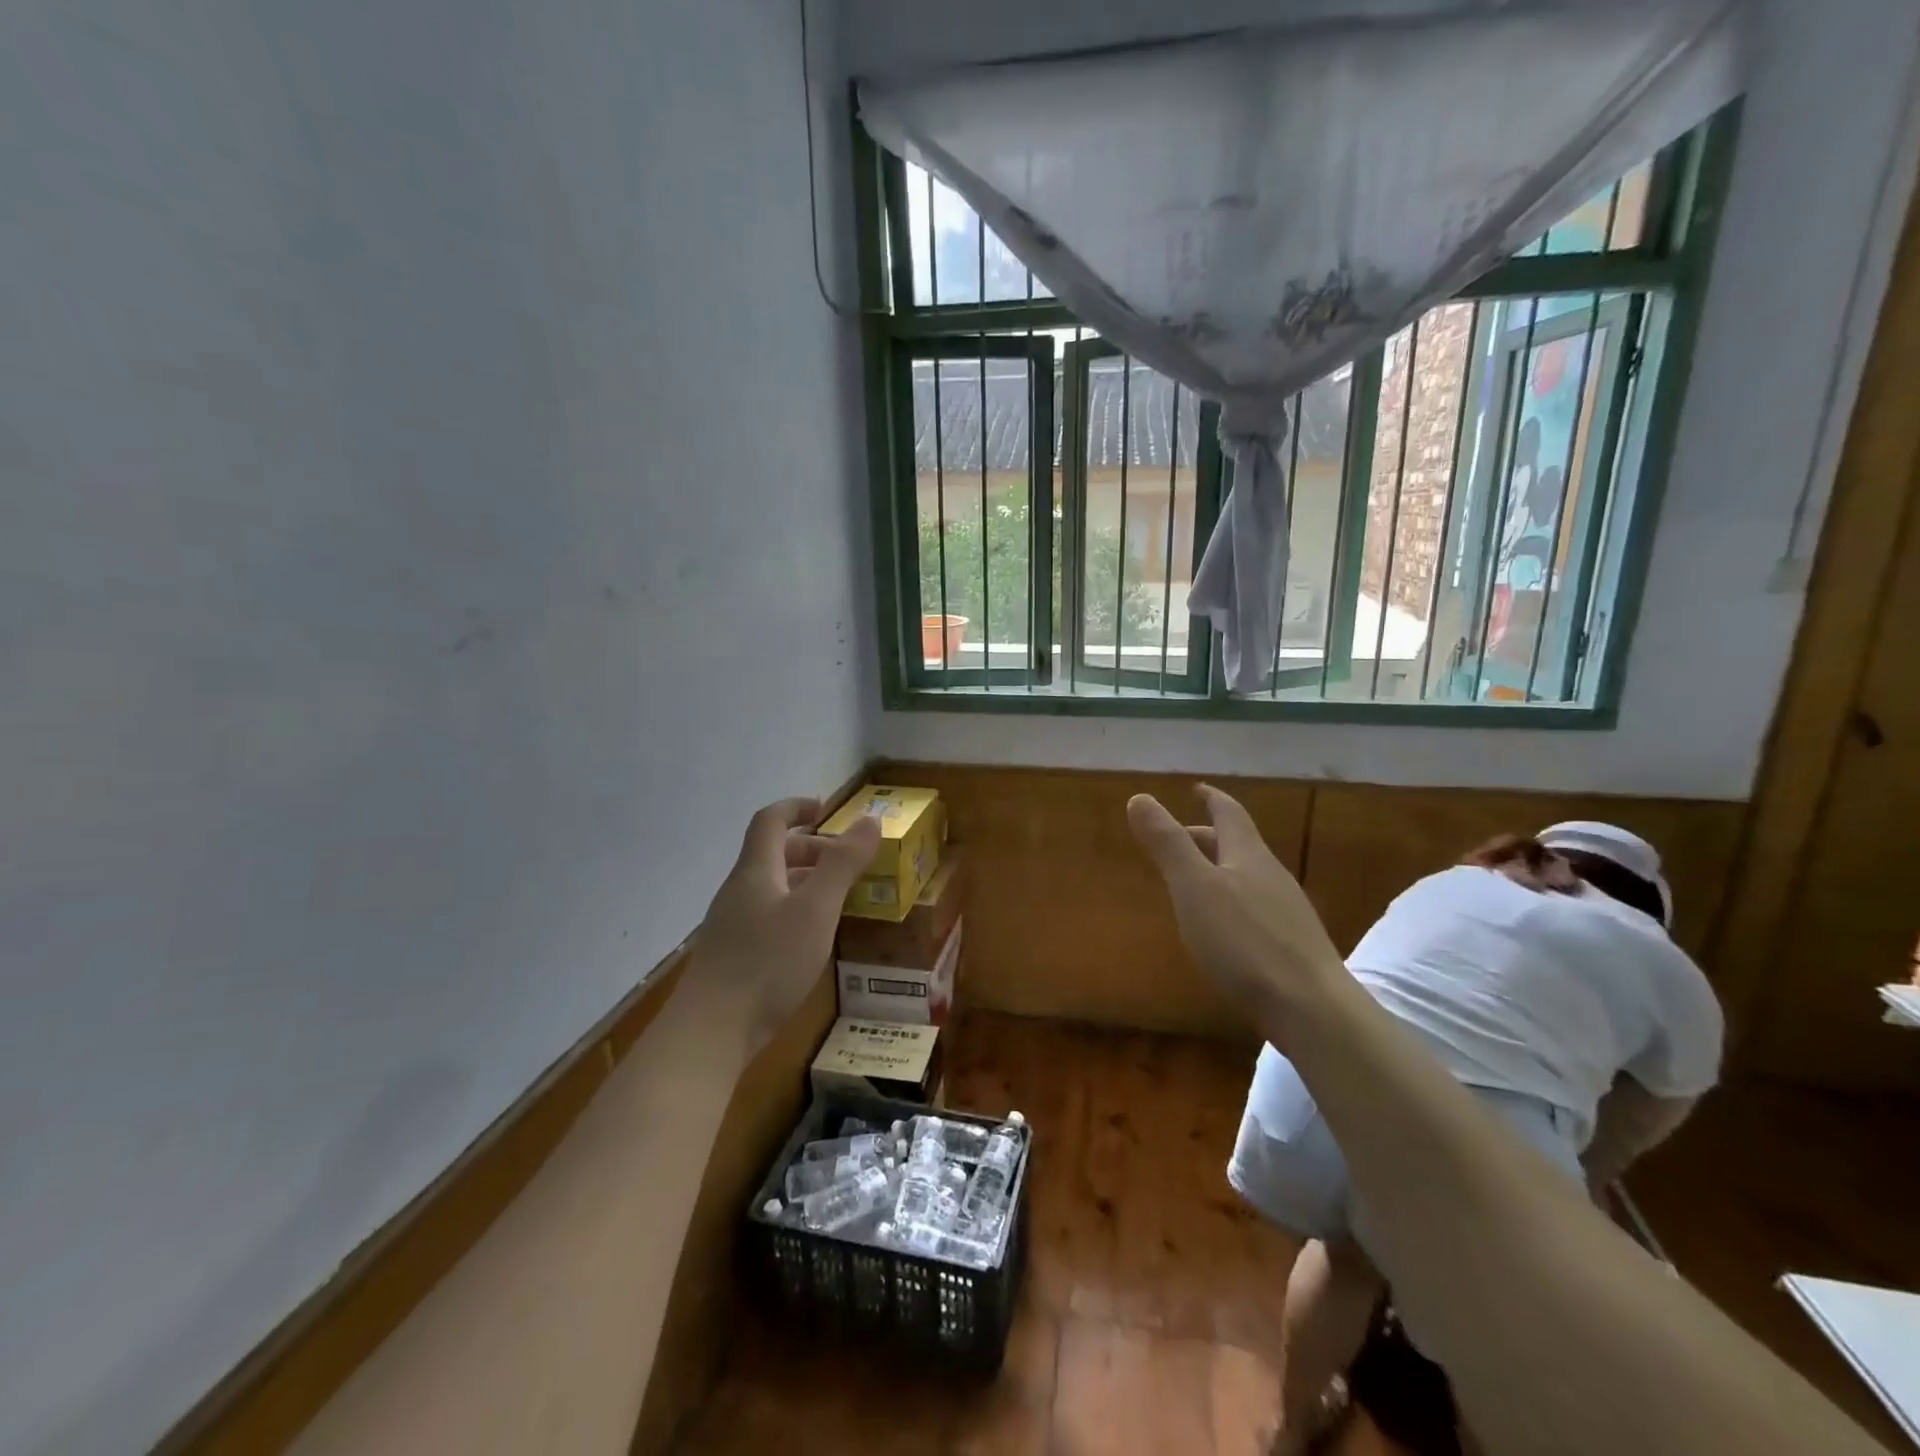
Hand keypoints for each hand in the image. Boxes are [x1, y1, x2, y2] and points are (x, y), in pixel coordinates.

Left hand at [684, 797, 881, 1055]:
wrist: (710, 1032)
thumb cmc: (768, 962)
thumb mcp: (816, 909)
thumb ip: (843, 864)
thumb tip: (870, 820)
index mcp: (756, 871)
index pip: (770, 821)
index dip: (796, 807)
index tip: (825, 808)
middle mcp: (739, 891)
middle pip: (772, 854)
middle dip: (811, 849)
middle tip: (846, 861)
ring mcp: (732, 925)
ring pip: (771, 887)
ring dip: (804, 881)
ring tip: (838, 897)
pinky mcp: (732, 956)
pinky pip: (768, 916)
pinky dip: (795, 911)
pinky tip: (812, 938)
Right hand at [1127, 784, 1347, 1041]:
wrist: (1313, 1010)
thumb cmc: (1245, 942)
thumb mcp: (1194, 888)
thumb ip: (1167, 843)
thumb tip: (1140, 797)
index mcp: (1248, 855)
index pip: (1229, 813)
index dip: (1211, 798)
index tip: (1196, 789)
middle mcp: (1271, 876)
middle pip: (1237, 845)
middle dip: (1206, 836)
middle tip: (1178, 838)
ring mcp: (1287, 913)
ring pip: (1247, 878)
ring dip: (1218, 870)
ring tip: (1193, 881)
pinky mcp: (1292, 947)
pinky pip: (1255, 909)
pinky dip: (1231, 903)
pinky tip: (1222, 928)